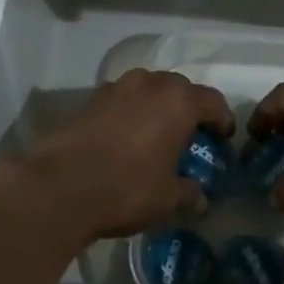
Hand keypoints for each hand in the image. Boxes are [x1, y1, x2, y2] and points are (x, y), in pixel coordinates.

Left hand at [0, 69, 235, 245]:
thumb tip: (201, 199)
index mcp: (178, 101)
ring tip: (157, 133)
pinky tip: (127, 137)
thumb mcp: (167, 198)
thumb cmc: (126, 188)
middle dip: (189, 108)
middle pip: (179, 88)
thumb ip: (188, 193)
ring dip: (157, 105)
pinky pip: (123, 99)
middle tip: (191, 134)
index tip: (223, 138)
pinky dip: (131, 112)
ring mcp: (116, 88)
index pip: (212, 101)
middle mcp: (149, 84)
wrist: (60, 186)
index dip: (222, 119)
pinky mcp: (90, 100)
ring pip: (148, 88)